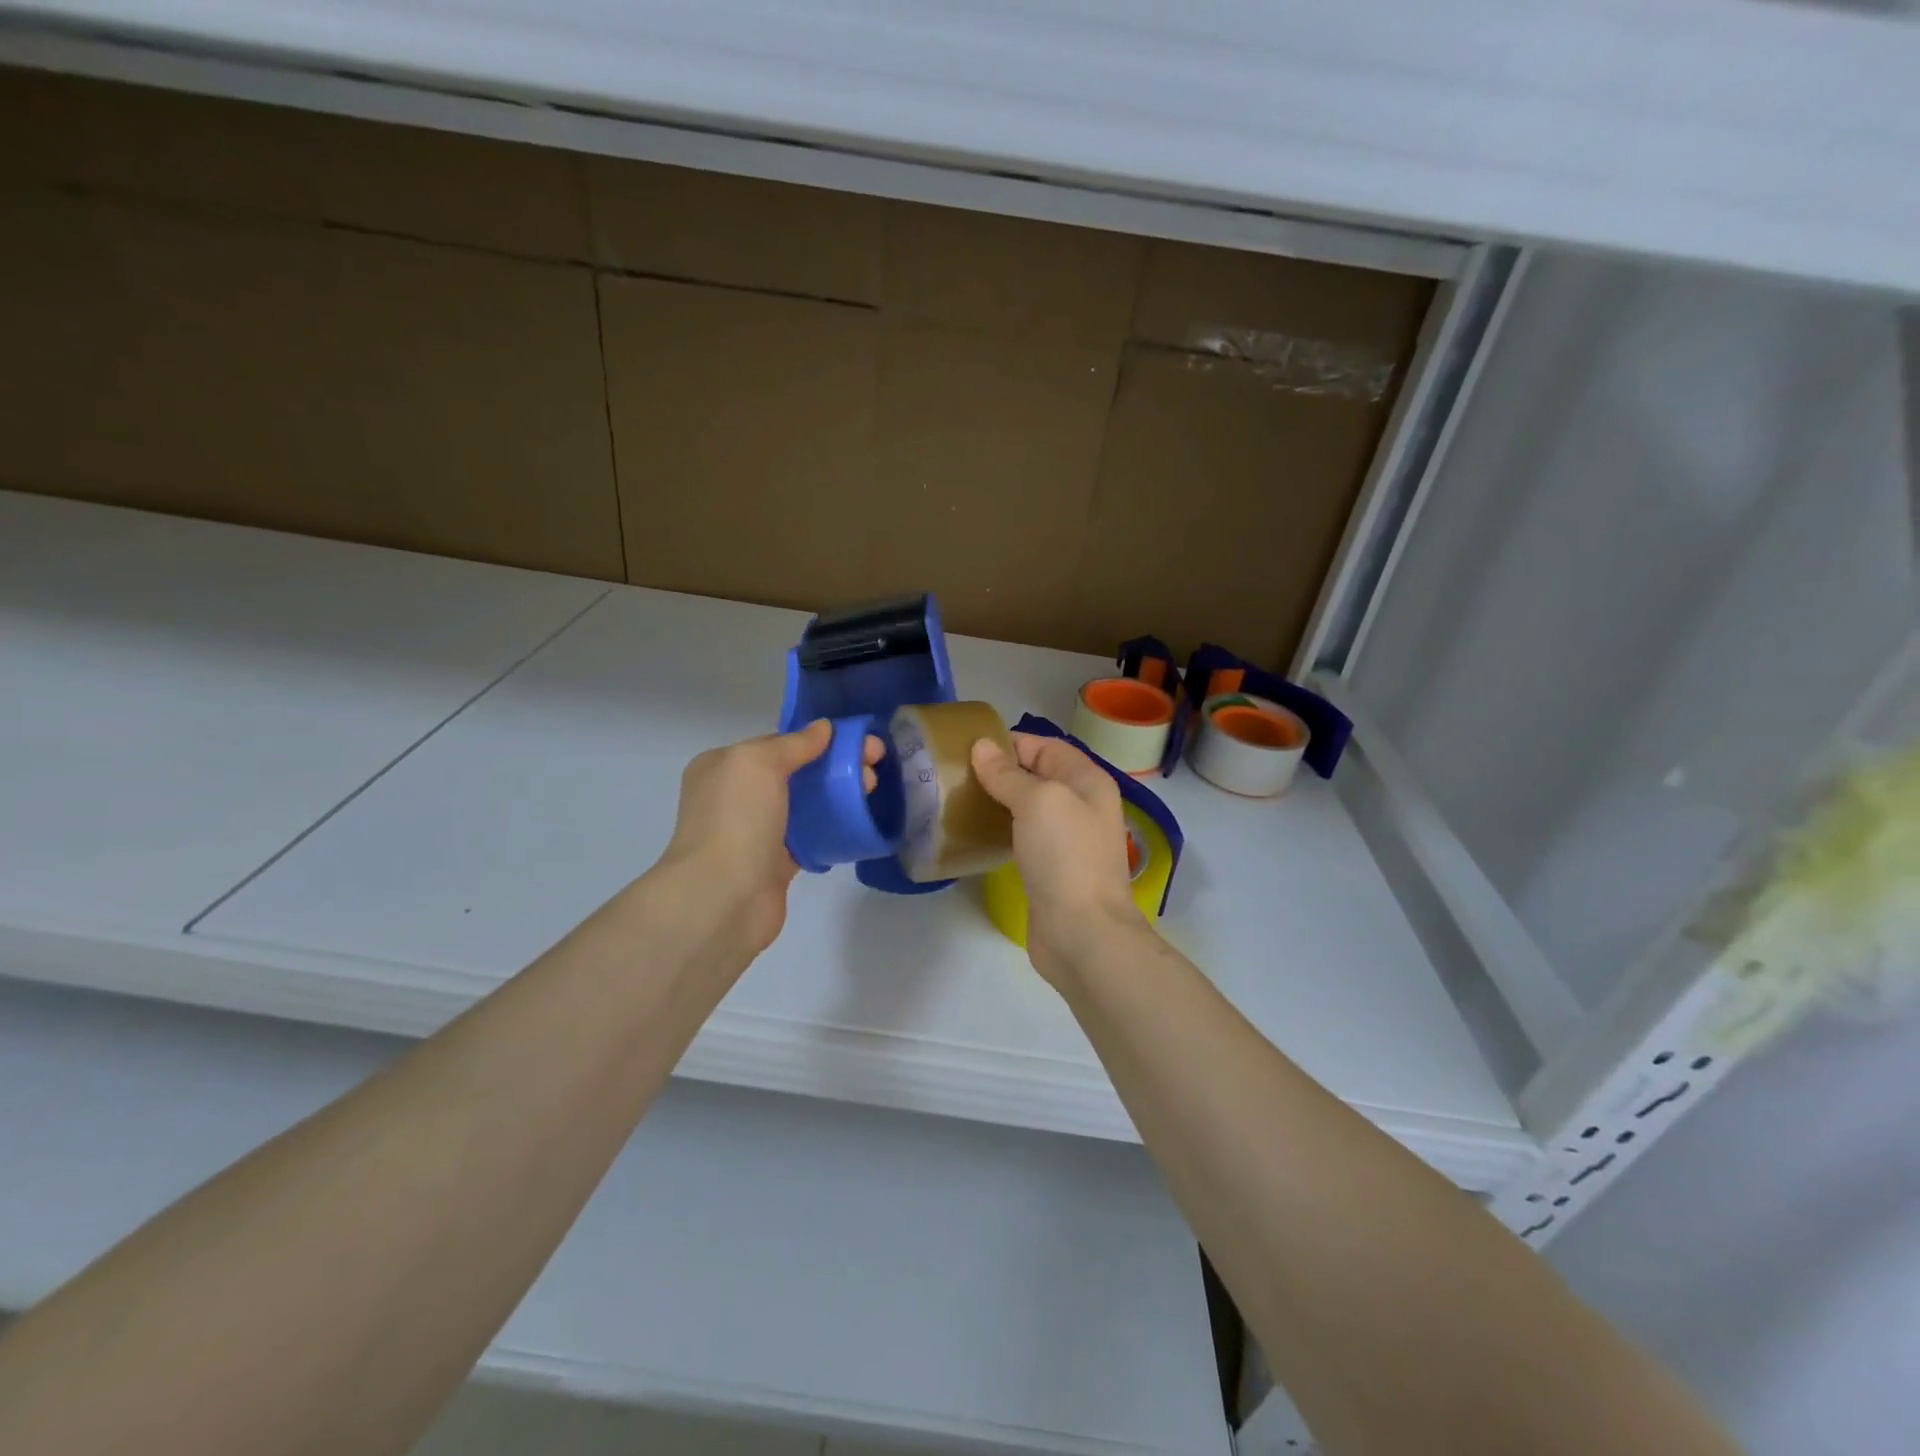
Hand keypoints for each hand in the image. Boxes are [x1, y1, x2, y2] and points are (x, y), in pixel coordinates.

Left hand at [654, 722, 882, 965]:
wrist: (723, 898)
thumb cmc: (737, 819)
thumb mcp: (759, 763)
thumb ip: (794, 743)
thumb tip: (823, 728)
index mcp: (722, 766)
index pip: (776, 743)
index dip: (817, 739)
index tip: (855, 740)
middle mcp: (735, 796)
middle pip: (795, 772)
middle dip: (835, 765)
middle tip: (874, 767)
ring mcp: (754, 831)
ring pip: (804, 804)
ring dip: (838, 795)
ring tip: (871, 790)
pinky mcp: (774, 863)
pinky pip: (809, 837)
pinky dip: (831, 828)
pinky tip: (857, 821)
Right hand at [970, 732, 1146, 987]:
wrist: (1082, 933)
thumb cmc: (1065, 856)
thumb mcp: (1038, 802)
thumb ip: (1008, 774)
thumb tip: (982, 747)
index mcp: (1087, 781)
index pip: (1046, 747)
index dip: (1010, 743)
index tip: (969, 748)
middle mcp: (1081, 806)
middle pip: (1036, 776)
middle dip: (999, 772)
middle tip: (956, 775)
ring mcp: (1066, 840)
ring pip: (1027, 809)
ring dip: (996, 802)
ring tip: (958, 800)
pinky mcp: (1049, 869)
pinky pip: (1022, 838)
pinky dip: (1000, 831)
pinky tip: (974, 833)